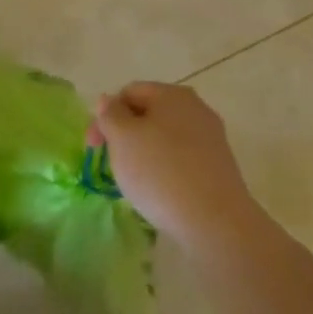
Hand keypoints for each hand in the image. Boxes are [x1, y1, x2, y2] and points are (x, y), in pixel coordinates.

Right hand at [91, 82, 260, 250]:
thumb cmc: (160, 172)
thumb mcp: (122, 139)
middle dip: (125, 134)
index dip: (105, 115)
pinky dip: (166, 168)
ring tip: (135, 181)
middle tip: (112, 164)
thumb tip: (108, 101)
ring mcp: (211, 136)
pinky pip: (182, 158)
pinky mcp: (219, 165)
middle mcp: (195, 107)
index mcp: (171, 93)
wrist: (214, 221)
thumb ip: (110, 114)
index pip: (129, 92)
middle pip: (149, 113)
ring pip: (165, 137)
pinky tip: (161, 191)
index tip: (93, 148)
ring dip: (145, 152)